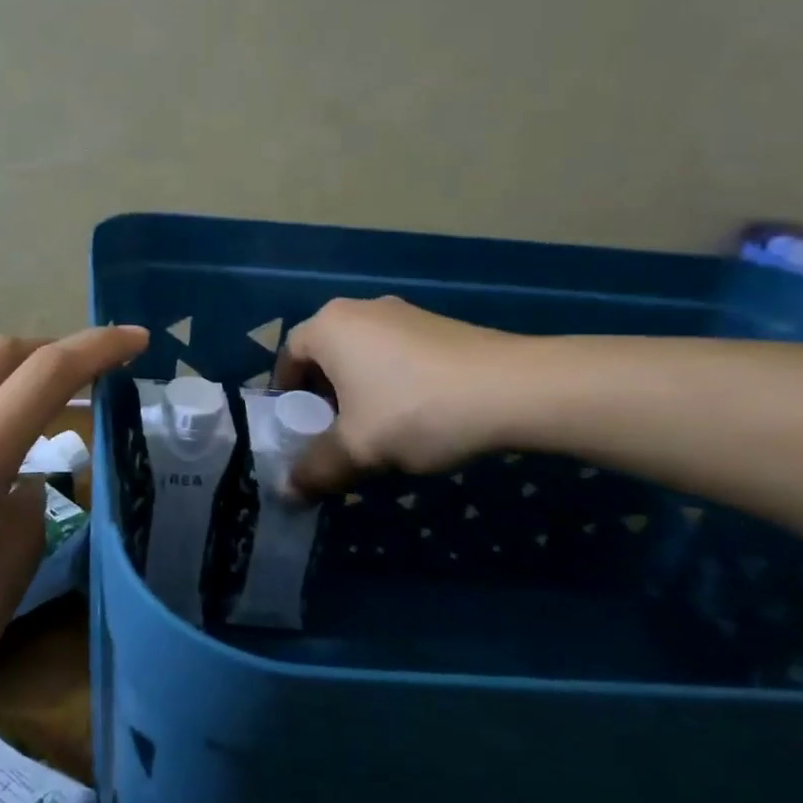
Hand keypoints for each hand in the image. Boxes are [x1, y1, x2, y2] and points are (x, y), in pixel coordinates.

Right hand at [273, 296, 533, 493]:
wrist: (517, 389)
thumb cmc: (416, 410)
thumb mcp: (358, 449)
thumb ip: (315, 470)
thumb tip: (286, 493)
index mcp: (329, 326)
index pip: (287, 358)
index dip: (285, 397)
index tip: (295, 430)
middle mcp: (360, 310)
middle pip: (324, 357)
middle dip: (322, 398)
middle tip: (332, 436)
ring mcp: (403, 314)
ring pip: (362, 357)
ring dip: (358, 394)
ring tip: (375, 433)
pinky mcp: (438, 327)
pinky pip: (395, 356)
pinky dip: (391, 385)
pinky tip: (415, 418)